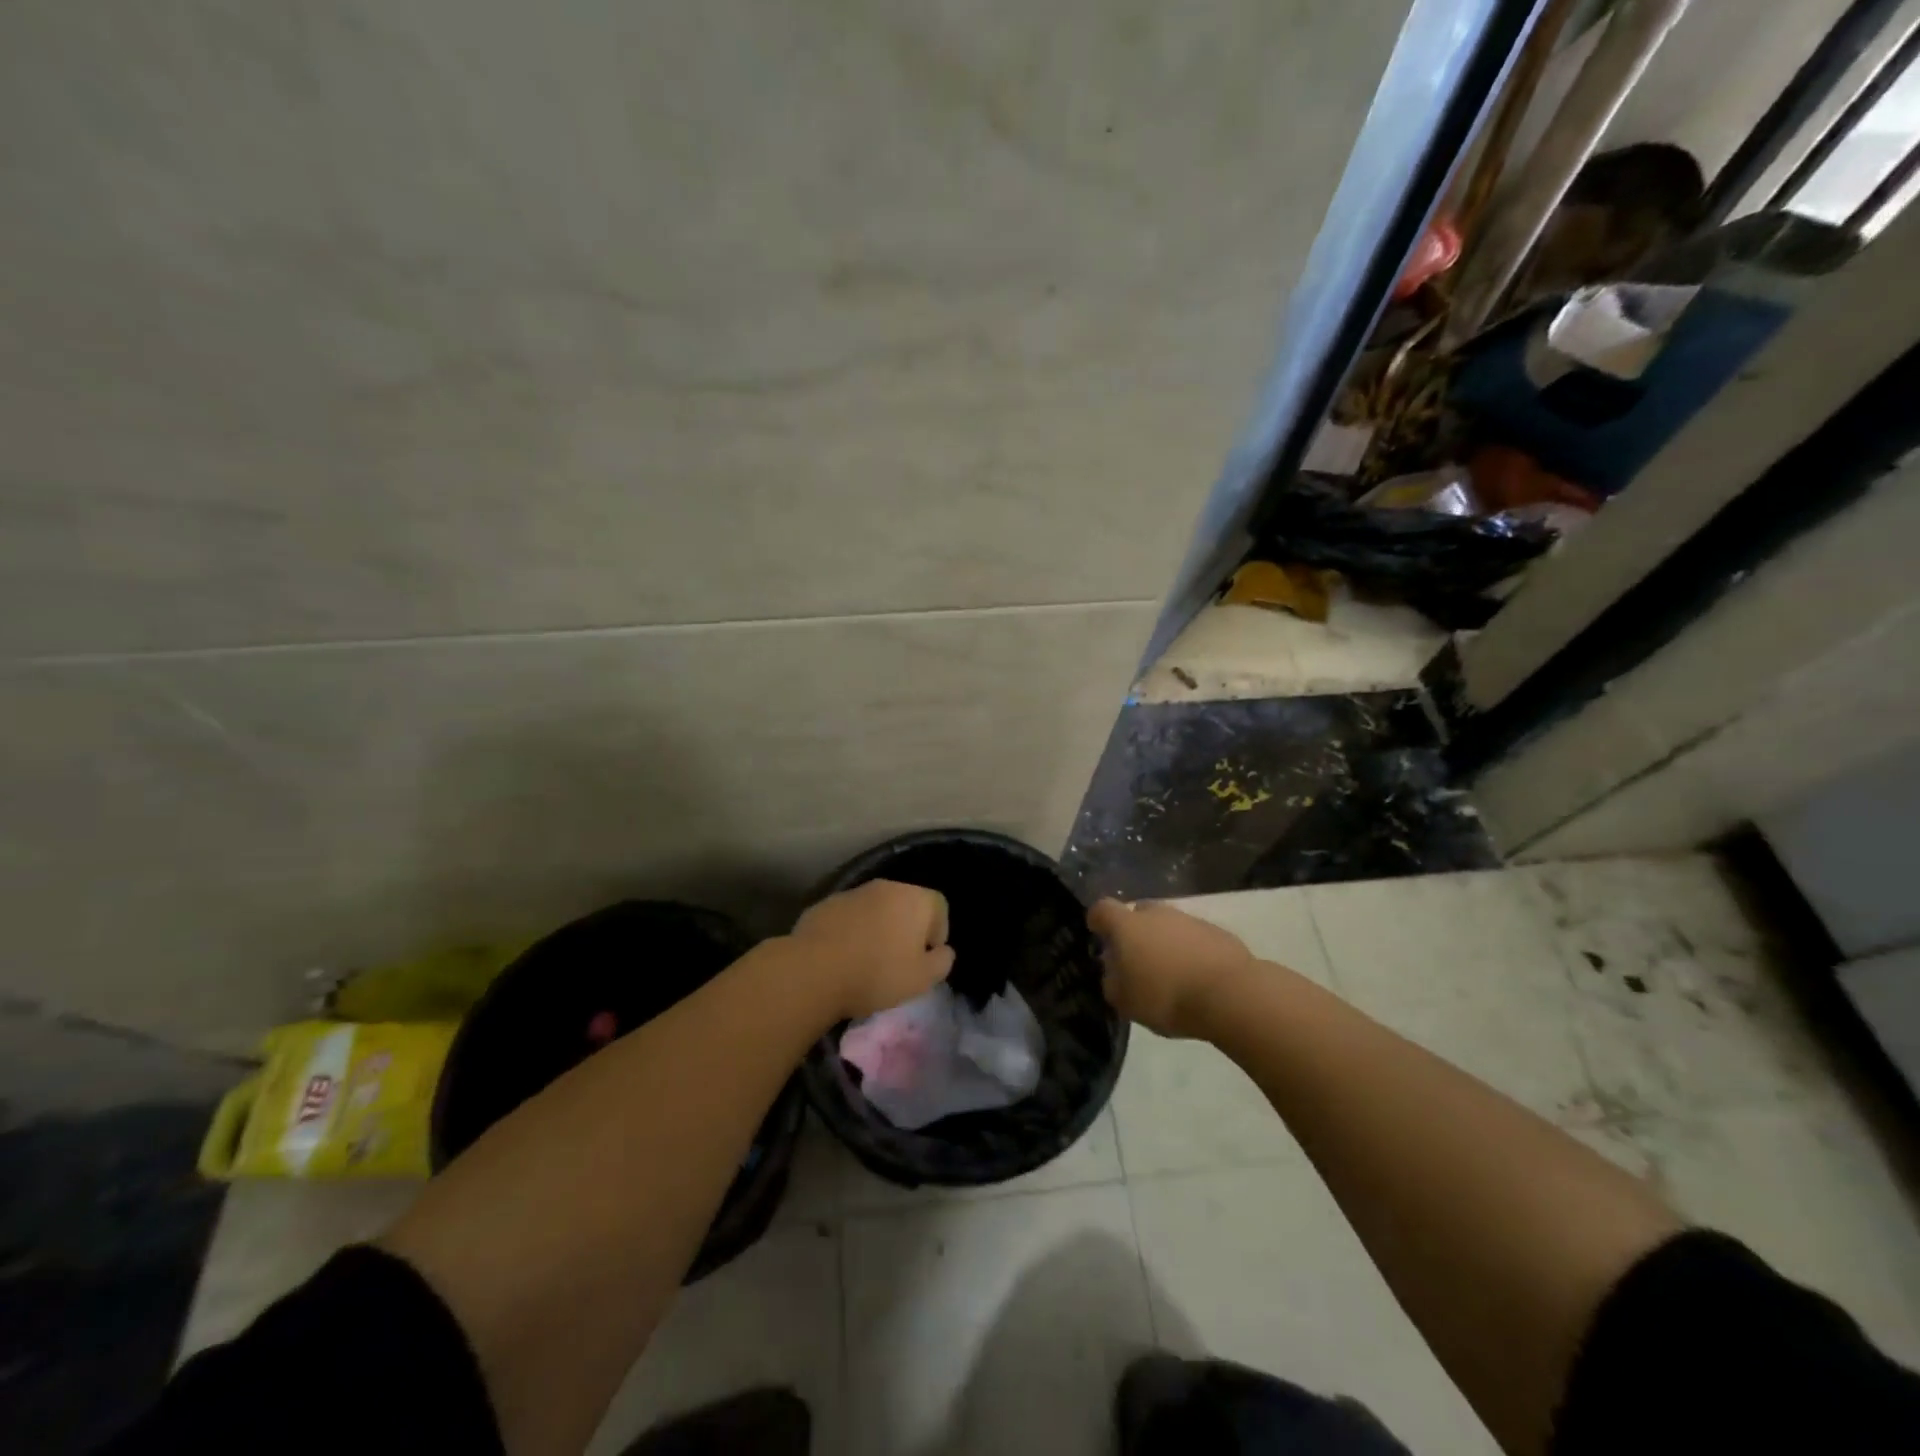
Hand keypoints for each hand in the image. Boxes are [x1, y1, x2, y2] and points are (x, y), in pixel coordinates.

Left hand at [791, 879, 954, 1021]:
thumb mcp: (922, 979)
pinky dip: (852, 931)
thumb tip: (943, 951)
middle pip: (906, 904)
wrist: (814, 970)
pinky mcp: (826, 904)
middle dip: (906, 929)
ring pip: (875, 909)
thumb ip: (942, 962)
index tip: (925, 958)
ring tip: (868, 961)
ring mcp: (853, 892)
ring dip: (878, 928)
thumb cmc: (877, 973)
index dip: (938, 932)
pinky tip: (843, 957)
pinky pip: (849, 917)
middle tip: (898, 961)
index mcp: (914, 899)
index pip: (939, 906)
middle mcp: (886, 886)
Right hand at [1089, 898, 1255, 1038]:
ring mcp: (1189, 919)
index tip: (1097, 934)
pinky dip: (1190, 950)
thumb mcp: (1125, 1002)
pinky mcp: (1217, 932)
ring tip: (1170, 972)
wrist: (1230, 995)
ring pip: (1168, 924)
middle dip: (1134, 930)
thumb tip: (1114, 972)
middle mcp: (1156, 913)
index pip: (1102, 909)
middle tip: (1136, 958)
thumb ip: (1112, 982)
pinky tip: (1196, 975)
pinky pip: (1194, 937)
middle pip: (1138, 912)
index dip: (1097, 920)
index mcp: (1127, 925)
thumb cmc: (1167, 997)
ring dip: (1165, 941)